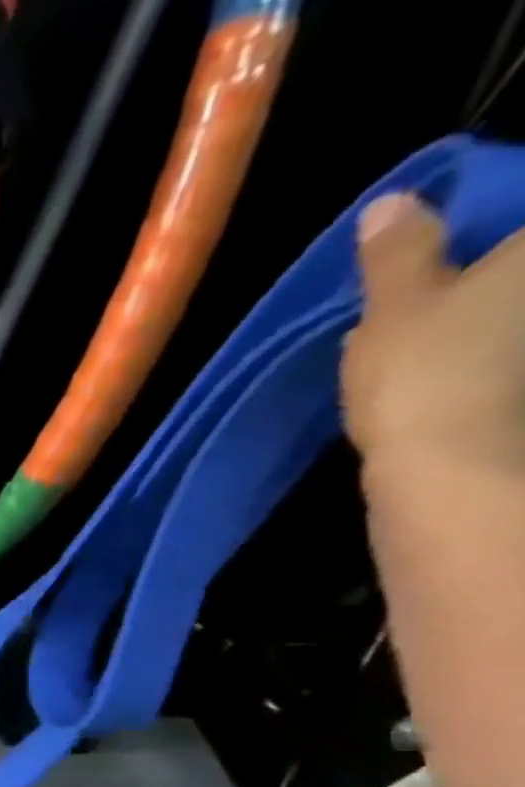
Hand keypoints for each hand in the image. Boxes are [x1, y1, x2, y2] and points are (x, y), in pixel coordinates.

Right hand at [343, 192, 524, 490]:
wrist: (458, 466)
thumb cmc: (428, 369)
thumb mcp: (395, 306)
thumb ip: (398, 252)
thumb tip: (391, 203)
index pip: (516, 208)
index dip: (489, 218)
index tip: (453, 237)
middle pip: (511, 266)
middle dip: (485, 271)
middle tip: (437, 286)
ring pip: (505, 316)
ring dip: (483, 316)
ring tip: (430, 334)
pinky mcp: (524, 389)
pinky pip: (504, 354)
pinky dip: (487, 354)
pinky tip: (450, 370)